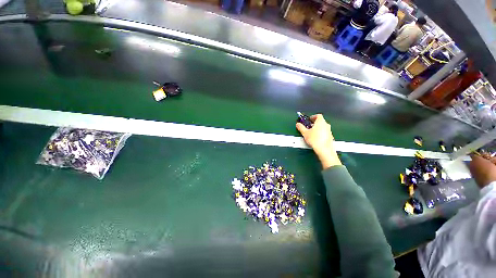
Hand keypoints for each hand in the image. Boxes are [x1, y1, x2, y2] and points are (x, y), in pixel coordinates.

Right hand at [296, 114, 341, 168]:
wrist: (324, 149)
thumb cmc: (316, 140)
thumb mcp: (305, 133)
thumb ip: (301, 127)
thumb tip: (298, 125)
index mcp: (321, 122)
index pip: (318, 116)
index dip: (313, 117)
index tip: (309, 119)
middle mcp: (326, 125)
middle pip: (320, 121)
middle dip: (314, 123)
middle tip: (309, 126)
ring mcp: (329, 131)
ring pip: (323, 127)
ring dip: (317, 129)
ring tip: (311, 133)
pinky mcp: (330, 137)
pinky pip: (324, 133)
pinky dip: (320, 134)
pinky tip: (315, 139)